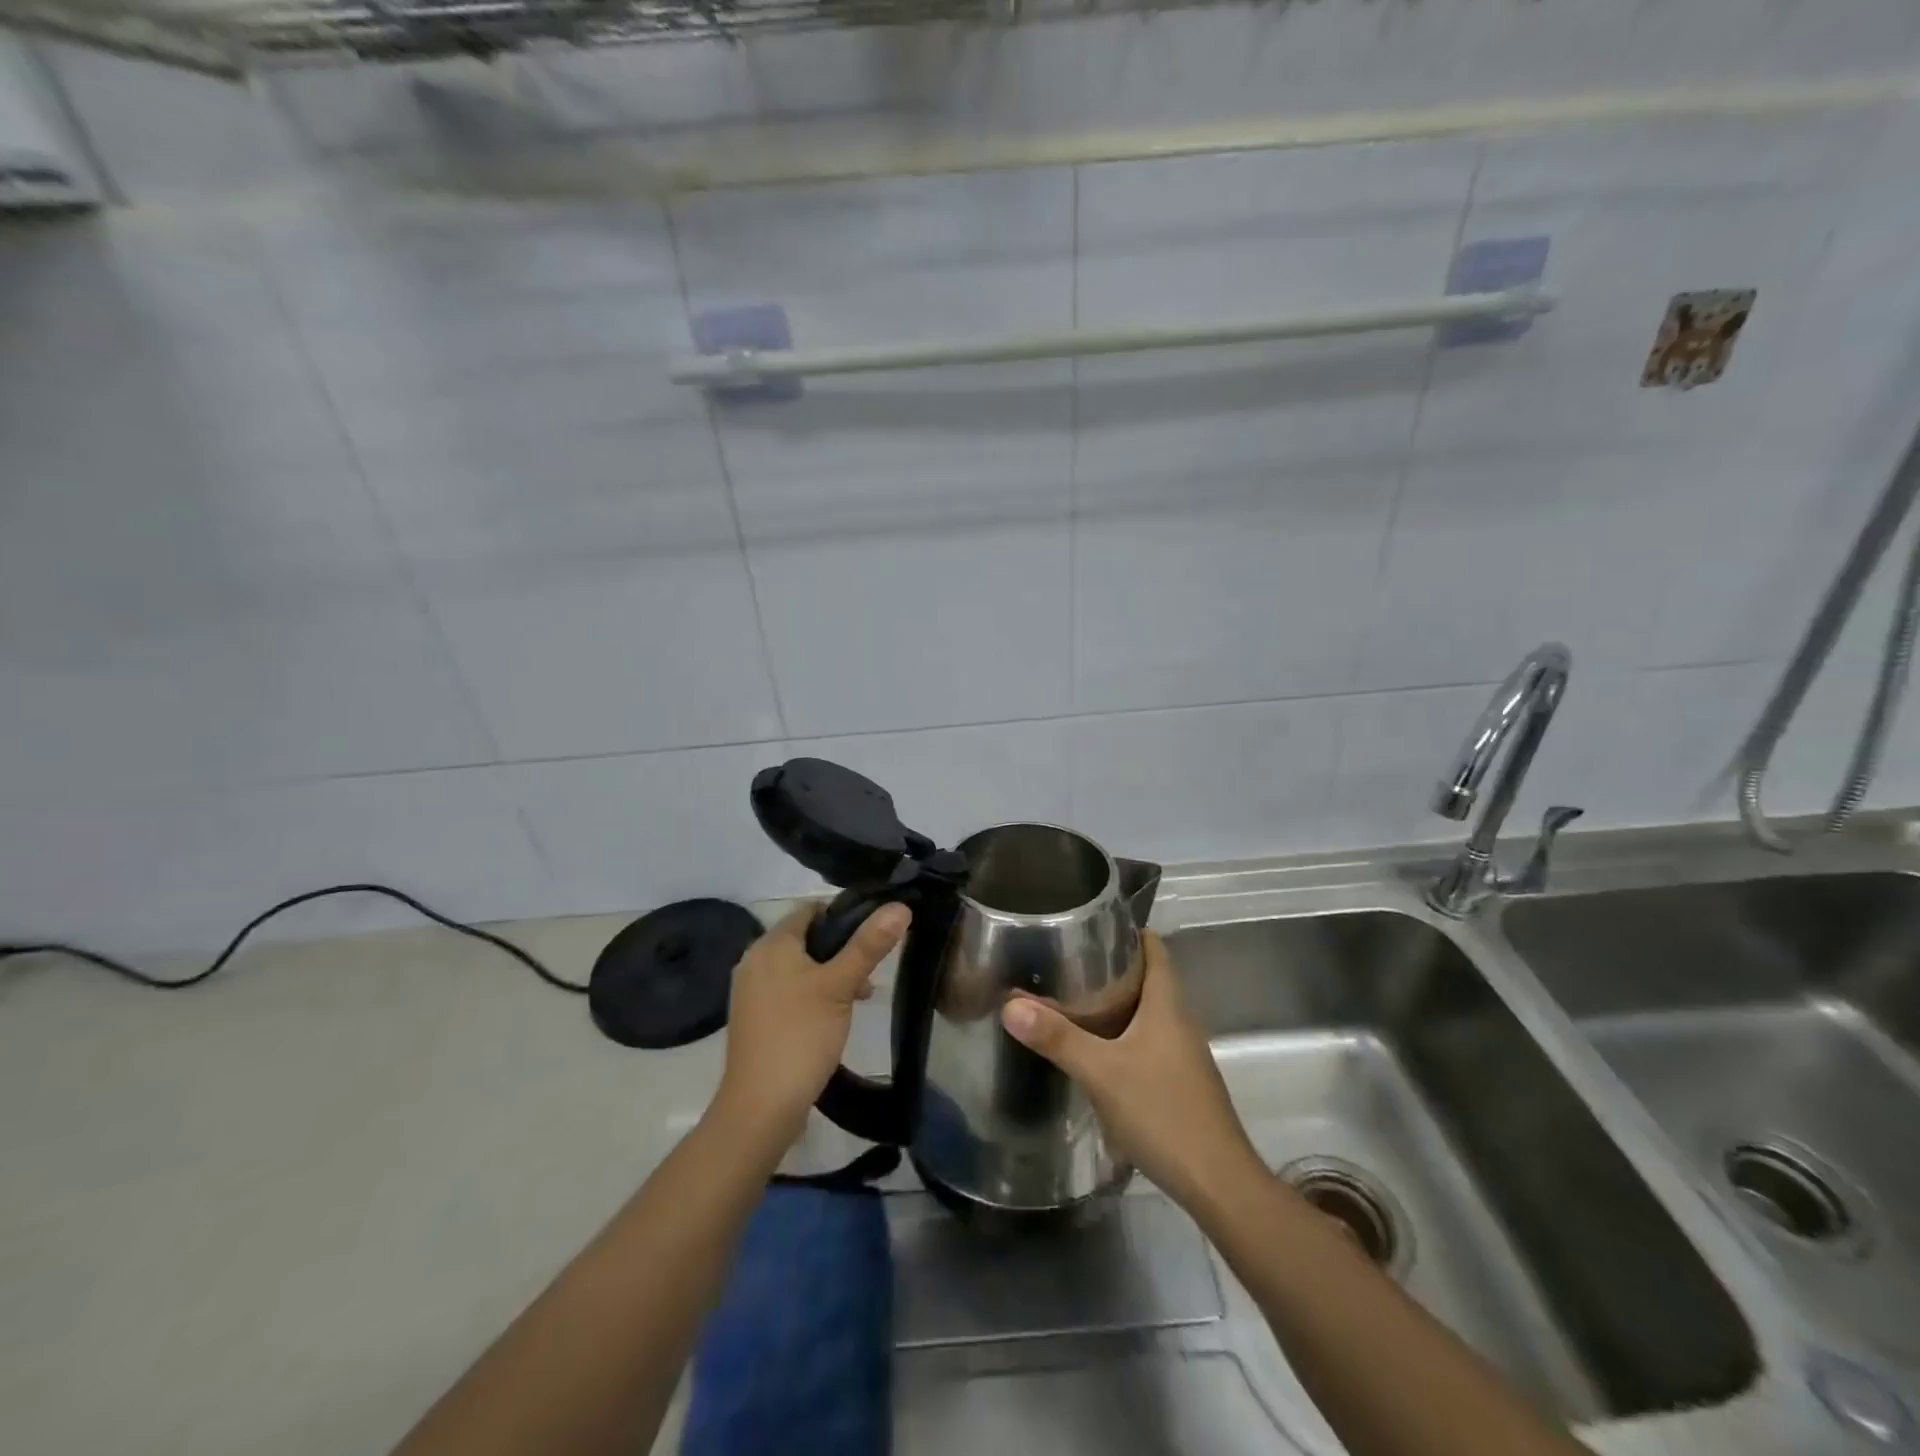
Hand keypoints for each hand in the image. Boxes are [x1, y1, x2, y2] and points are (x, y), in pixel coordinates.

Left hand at [715, 902, 910, 1147]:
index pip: (811, 909)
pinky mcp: (755, 1018)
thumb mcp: (840, 986)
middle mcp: (755, 960)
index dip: (845, 915)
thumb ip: (869, 945)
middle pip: (807, 938)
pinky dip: (813, 994)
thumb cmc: (801, 1036)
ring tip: (860, 996)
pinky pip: (789, 990)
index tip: (875, 934)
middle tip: (871, 972)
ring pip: (800, 966)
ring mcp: (752, 991)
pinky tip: (834, 1016)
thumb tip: (899, 907)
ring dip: (831, 974)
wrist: (760, 1108)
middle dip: (842, 950)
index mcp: (770, 944)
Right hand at [1001, 931, 1263, 1214]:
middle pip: (1150, 979)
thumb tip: (1010, 1004)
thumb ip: (1057, 1037)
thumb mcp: (1101, 1072)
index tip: (1092, 925)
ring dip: (1118, 1003)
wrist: (1217, 1183)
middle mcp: (1180, 1022)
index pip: (1155, 949)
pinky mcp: (1182, 1083)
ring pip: (1149, 1013)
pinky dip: (1124, 1035)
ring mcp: (1184, 1055)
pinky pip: (1150, 1042)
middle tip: (1068, 962)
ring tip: (1074, 1000)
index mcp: (1168, 1005)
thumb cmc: (1162, 1112)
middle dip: (1113, 967)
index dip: (1129, 932)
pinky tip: (1097, 1051)